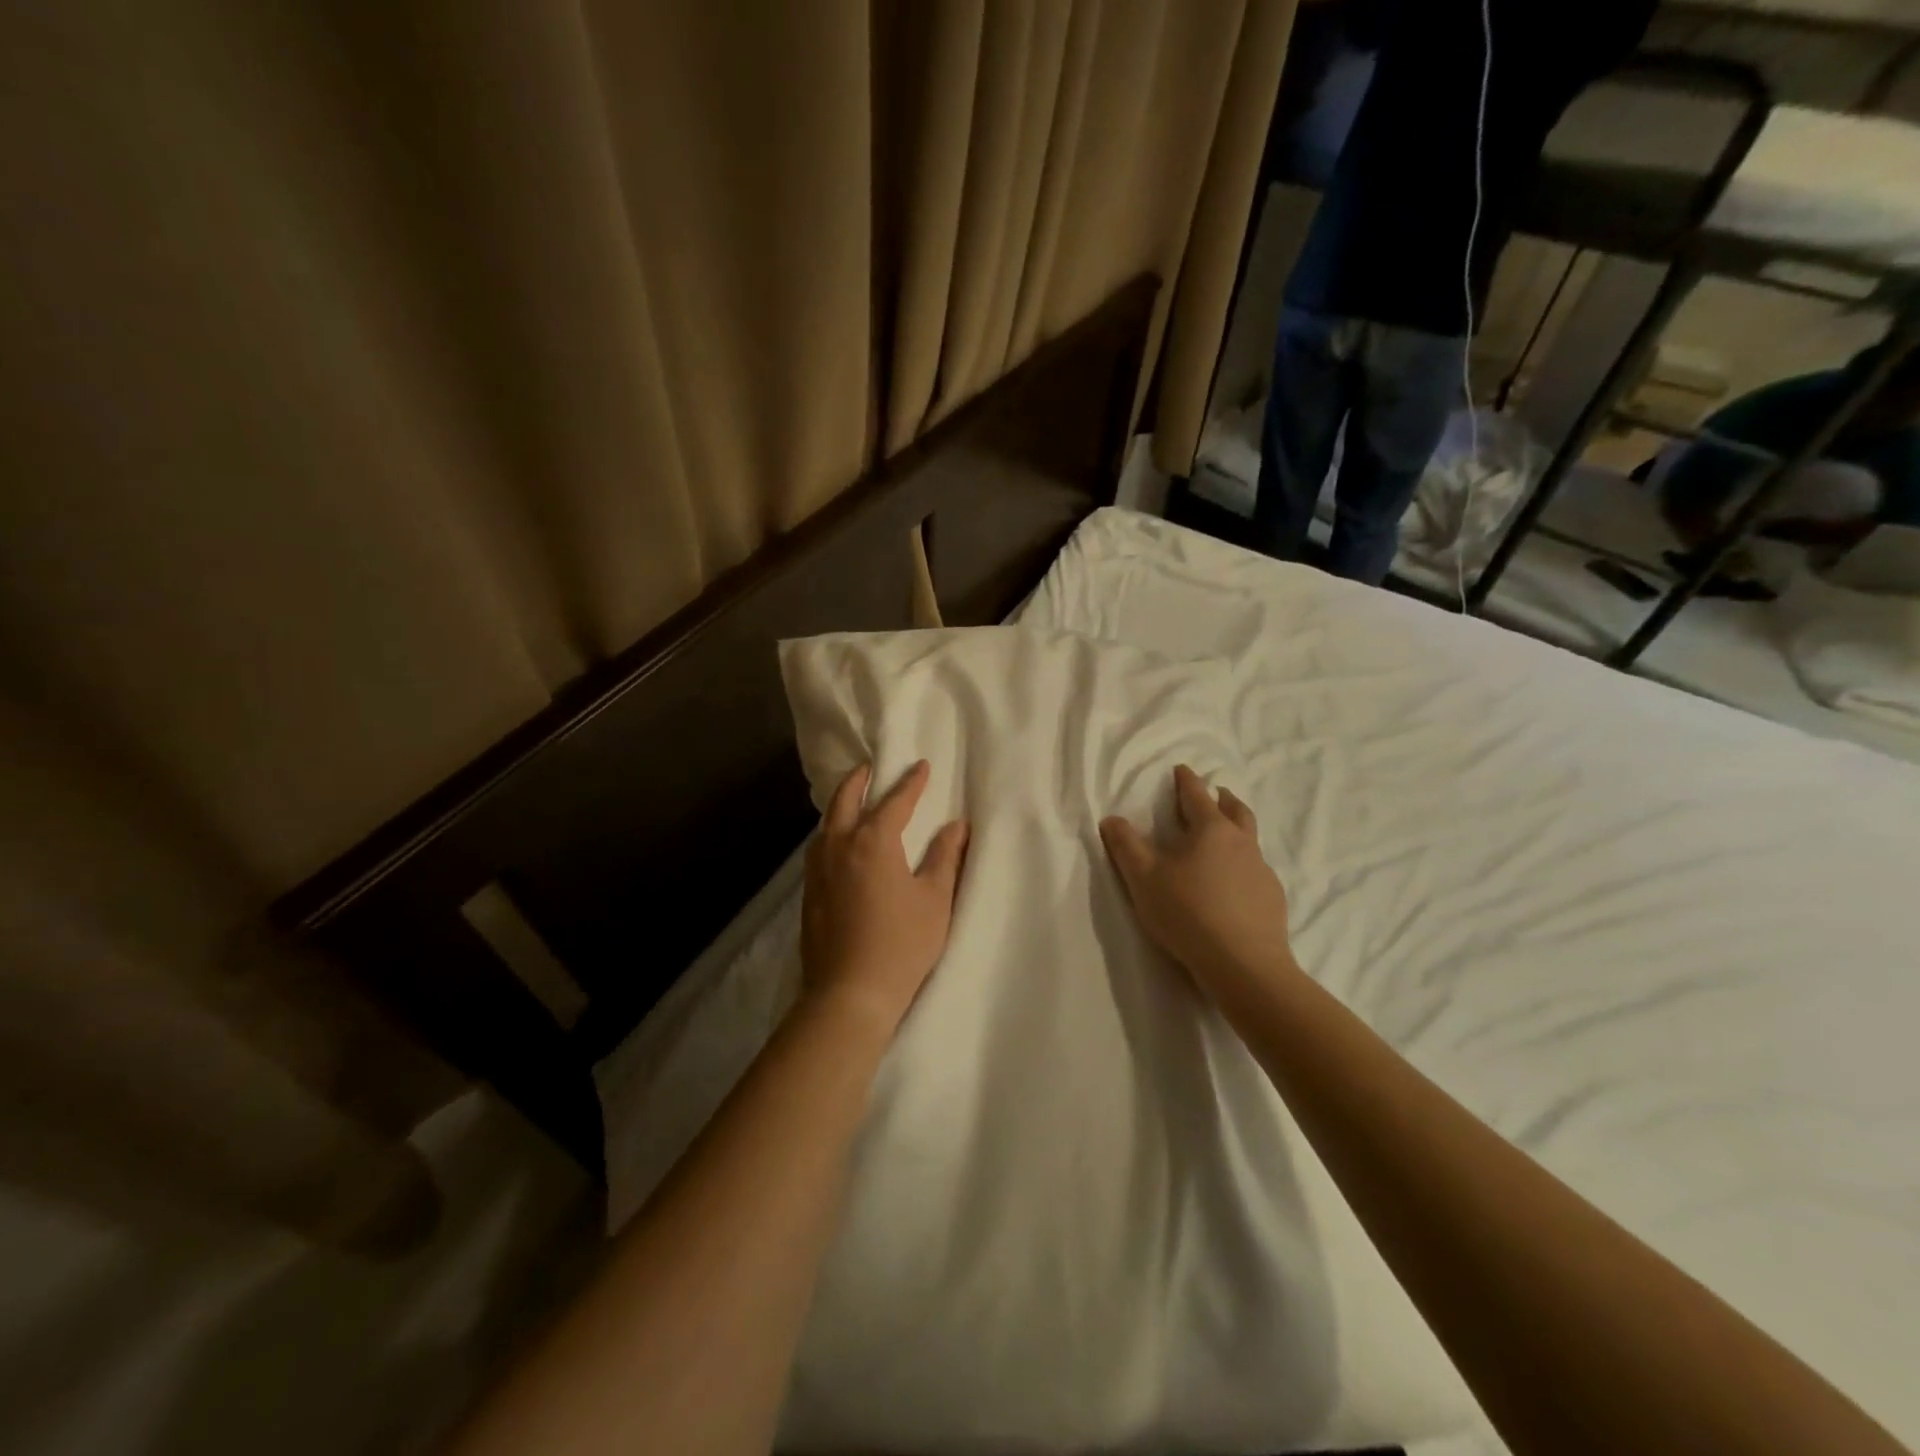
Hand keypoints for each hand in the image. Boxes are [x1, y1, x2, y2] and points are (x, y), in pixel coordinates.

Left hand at [801, 760, 968, 1037]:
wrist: (849, 994)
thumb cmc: (901, 944)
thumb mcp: (935, 899)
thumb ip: (945, 857)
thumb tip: (957, 825)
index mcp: (873, 842)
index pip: (895, 801)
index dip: (910, 783)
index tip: (921, 766)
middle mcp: (839, 846)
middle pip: (845, 800)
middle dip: (860, 780)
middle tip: (871, 767)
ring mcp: (818, 870)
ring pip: (826, 823)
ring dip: (841, 804)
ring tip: (853, 799)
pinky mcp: (809, 893)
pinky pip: (819, 847)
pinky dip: (831, 831)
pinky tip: (839, 843)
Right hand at [1100, 765, 1295, 1003]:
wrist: (1243, 964)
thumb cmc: (1188, 913)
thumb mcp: (1143, 879)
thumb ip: (1126, 846)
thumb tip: (1111, 819)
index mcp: (1211, 830)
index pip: (1196, 796)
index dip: (1186, 781)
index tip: (1182, 769)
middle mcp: (1241, 843)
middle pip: (1235, 810)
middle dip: (1223, 798)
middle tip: (1216, 793)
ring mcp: (1262, 871)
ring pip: (1250, 839)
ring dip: (1238, 829)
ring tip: (1226, 836)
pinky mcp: (1272, 898)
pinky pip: (1257, 871)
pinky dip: (1244, 865)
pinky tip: (1236, 884)